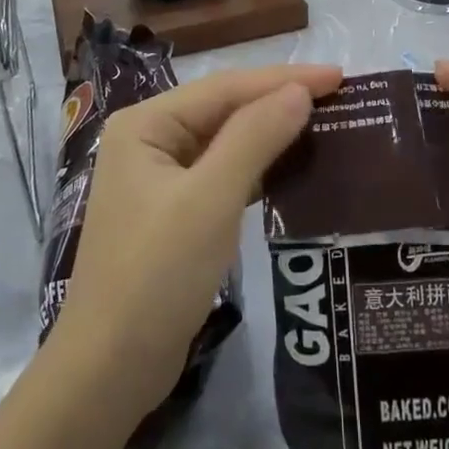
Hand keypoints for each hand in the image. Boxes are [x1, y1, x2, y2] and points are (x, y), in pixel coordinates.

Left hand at [55, 63, 342, 420]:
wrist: (109, 372)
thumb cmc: (157, 276)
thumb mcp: (211, 200)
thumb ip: (255, 137)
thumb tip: (300, 91)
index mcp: (147, 124)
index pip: (226, 87)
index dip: (284, 79)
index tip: (340, 76)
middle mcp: (149, 140)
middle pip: (225, 108)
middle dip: (279, 100)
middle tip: (338, 96)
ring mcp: (159, 177)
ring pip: (226, 139)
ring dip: (272, 131)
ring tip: (325, 122)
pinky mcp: (173, 211)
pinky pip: (223, 172)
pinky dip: (258, 166)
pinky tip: (291, 167)